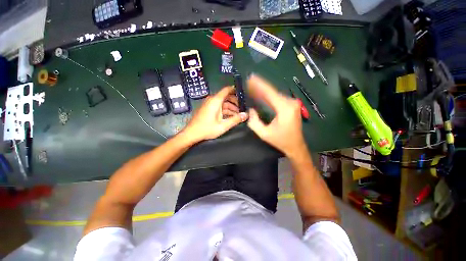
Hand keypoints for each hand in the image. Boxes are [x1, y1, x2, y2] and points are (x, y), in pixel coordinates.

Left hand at [183, 86, 247, 142]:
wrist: (191, 133)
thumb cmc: (207, 129)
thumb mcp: (223, 126)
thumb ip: (235, 120)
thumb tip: (246, 115)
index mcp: (215, 101)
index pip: (227, 90)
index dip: (235, 90)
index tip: (243, 94)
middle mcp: (212, 100)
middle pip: (226, 97)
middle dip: (235, 101)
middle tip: (244, 107)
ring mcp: (209, 104)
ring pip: (223, 103)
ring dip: (231, 107)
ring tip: (239, 114)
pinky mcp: (208, 109)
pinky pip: (219, 107)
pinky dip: (225, 110)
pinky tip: (231, 116)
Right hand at [247, 75, 305, 156]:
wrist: (295, 146)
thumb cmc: (281, 140)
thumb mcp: (264, 134)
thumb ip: (254, 122)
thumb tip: (250, 110)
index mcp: (285, 108)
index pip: (270, 92)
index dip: (259, 85)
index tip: (250, 78)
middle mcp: (290, 103)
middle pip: (272, 92)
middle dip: (259, 87)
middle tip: (248, 83)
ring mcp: (292, 103)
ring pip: (274, 94)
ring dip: (263, 91)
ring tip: (251, 87)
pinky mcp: (291, 105)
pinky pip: (277, 98)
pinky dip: (268, 96)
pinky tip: (260, 94)